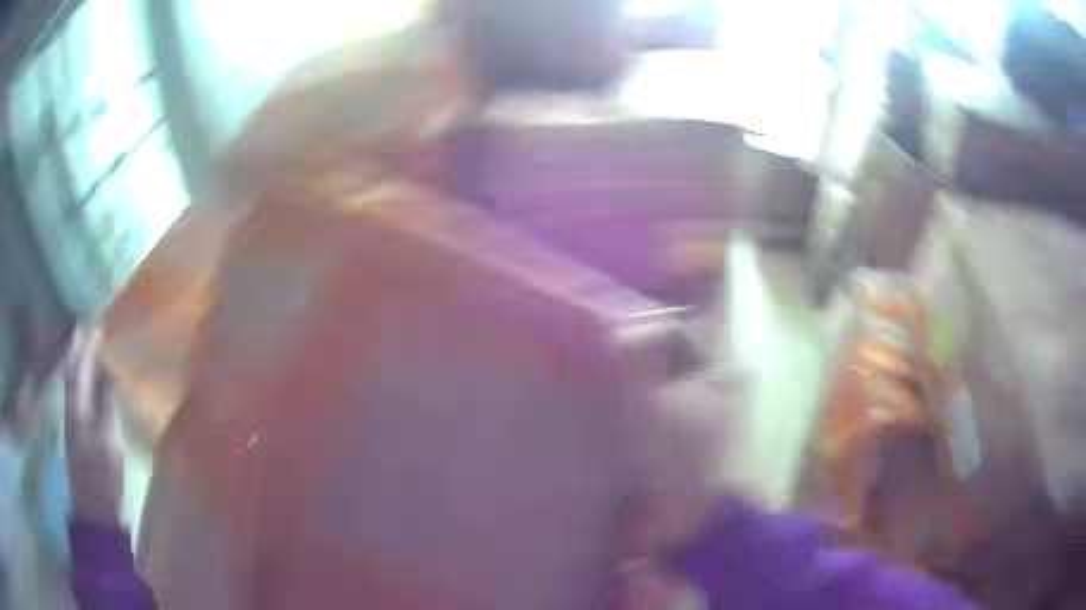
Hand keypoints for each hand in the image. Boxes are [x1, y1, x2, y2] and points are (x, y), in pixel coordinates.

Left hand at [64, 327, 123, 525]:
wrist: (97, 513)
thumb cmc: (101, 479)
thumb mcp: (107, 443)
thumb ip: (106, 405)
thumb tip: (108, 368)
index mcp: (76, 407)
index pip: (76, 365)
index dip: (83, 342)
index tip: (95, 319)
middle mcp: (73, 408)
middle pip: (75, 370)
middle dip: (83, 347)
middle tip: (98, 325)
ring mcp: (77, 422)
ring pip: (79, 382)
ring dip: (86, 362)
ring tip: (99, 345)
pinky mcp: (84, 434)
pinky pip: (85, 397)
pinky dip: (91, 382)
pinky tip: (100, 380)